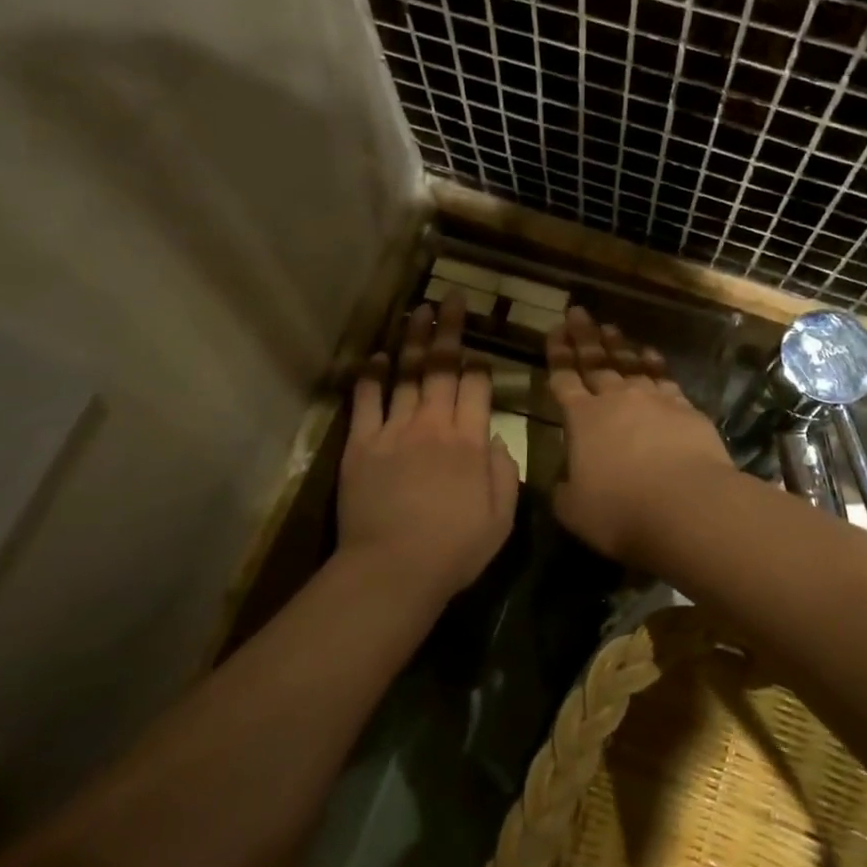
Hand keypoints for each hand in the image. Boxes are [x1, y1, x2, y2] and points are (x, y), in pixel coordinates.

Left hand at [338, 293, 518, 602]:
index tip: (478, 351)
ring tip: (419, 311)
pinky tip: (376, 355)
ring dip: (414, 340)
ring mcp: (395, 430)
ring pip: (408, 374)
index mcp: (470, 441)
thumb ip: (503, 472)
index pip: (477, 387)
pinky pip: (367, 400)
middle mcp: (434, 424)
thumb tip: (495, 437)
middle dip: (449, 329)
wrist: (393, 569)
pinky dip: (371, 376)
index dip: (478, 365)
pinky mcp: (362, 444)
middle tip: (451, 298)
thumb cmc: (454, 549)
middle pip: (444, 367)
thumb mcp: (500, 518)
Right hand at [547, 308, 733, 564]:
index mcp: (582, 420)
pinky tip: (651, 355)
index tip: (553, 331)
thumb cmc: (621, 511)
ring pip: (631, 365)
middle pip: (596, 362)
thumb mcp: (574, 511)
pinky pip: (664, 378)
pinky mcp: (685, 408)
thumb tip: (562, 483)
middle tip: (577, 312)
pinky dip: (655, 364)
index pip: (564, 379)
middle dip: (584, 337)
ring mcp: (653, 400)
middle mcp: (616, 400)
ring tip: (610, 328)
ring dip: (618, 346)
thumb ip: (564, 492)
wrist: (687, 505)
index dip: (557, 355)